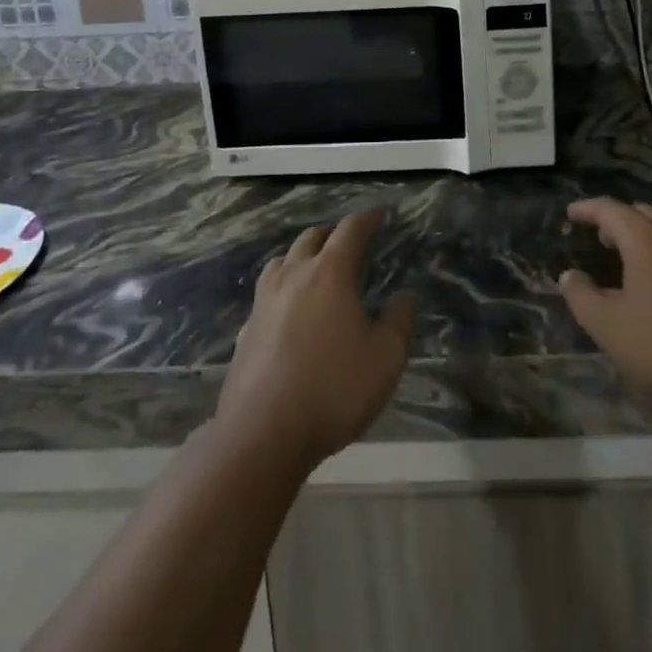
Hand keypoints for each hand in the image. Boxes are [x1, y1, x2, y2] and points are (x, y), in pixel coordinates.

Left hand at [217, 209, 414, 471]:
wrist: (262, 436)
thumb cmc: (333, 389)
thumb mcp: (385, 358)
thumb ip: (399, 321)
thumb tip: (405, 296)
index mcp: (330, 272)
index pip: (350, 230)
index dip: (367, 219)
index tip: (380, 215)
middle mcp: (294, 276)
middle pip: (312, 238)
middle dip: (333, 234)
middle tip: (350, 243)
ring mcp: (264, 302)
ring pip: (282, 261)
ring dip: (302, 256)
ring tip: (316, 269)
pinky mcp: (246, 330)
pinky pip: (266, 294)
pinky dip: (282, 290)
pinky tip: (288, 312)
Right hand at [558, 198, 651, 412]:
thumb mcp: (610, 327)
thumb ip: (583, 299)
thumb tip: (569, 276)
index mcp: (644, 239)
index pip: (610, 210)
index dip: (587, 209)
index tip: (571, 213)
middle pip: (644, 214)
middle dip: (619, 220)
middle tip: (602, 234)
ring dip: (647, 238)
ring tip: (634, 258)